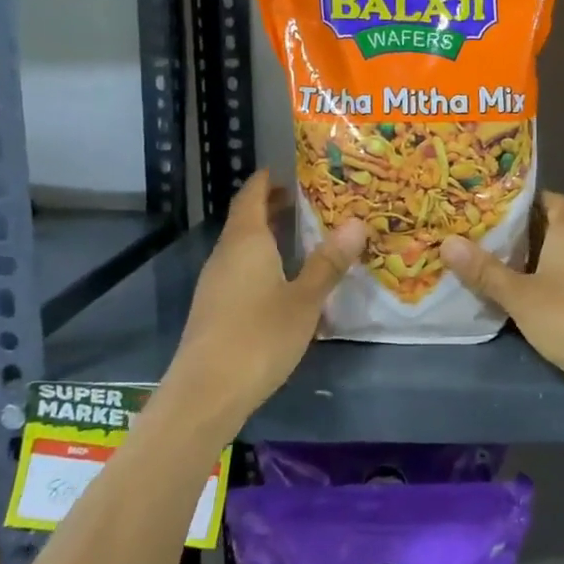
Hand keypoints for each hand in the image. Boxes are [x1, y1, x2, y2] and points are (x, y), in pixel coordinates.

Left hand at [169, 172, 365, 432]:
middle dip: (272, 207)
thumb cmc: (259, 336)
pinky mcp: (214, 309)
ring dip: (267, 236)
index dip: (267, 180)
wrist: (206, 393)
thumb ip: (328, 262)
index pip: (251, 195)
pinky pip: (240, 270)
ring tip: (302, 237)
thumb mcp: (305, 299)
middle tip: (307, 202)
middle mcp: (226, 255)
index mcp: (245, 241)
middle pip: (245, 219)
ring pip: (242, 247)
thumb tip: (357, 223)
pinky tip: (282, 280)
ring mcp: (216, 283)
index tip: (288, 171)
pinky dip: (261, 261)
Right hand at [443, 193, 563, 407]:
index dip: (530, 196)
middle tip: (482, 230)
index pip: (554, 201)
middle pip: (552, 229)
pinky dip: (540, 285)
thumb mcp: (520, 294)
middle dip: (521, 230)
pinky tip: (516, 295)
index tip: (498, 199)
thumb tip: (447, 241)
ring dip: (529, 260)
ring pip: (556, 259)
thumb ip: (485, 271)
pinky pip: (561, 285)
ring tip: (491, 260)